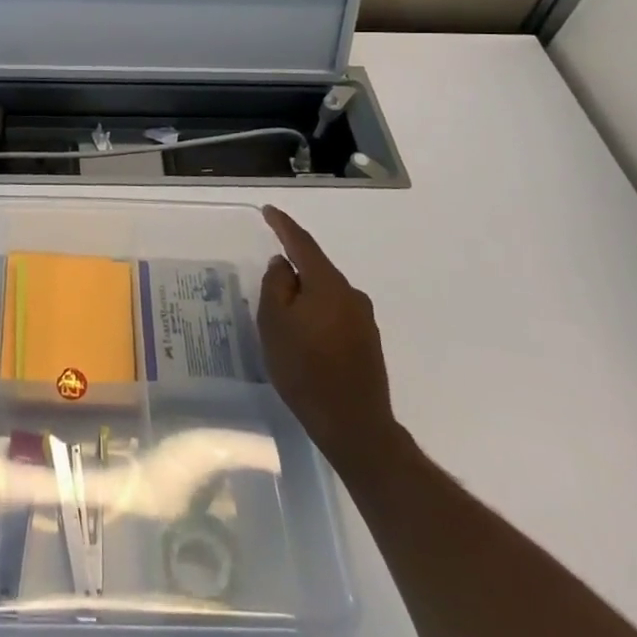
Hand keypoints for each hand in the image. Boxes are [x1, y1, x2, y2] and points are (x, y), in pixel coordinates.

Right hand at [258, 206, 401, 467]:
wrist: (354, 425)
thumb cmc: (305, 369)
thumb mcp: (275, 323)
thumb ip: (276, 285)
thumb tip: (283, 264)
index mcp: (327, 283)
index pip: (302, 243)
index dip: (283, 225)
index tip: (269, 211)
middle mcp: (351, 294)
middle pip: (317, 269)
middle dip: (294, 268)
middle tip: (269, 278)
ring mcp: (364, 320)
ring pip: (326, 294)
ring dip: (305, 296)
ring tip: (283, 314)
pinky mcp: (368, 343)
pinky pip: (335, 314)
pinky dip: (317, 315)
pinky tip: (305, 335)